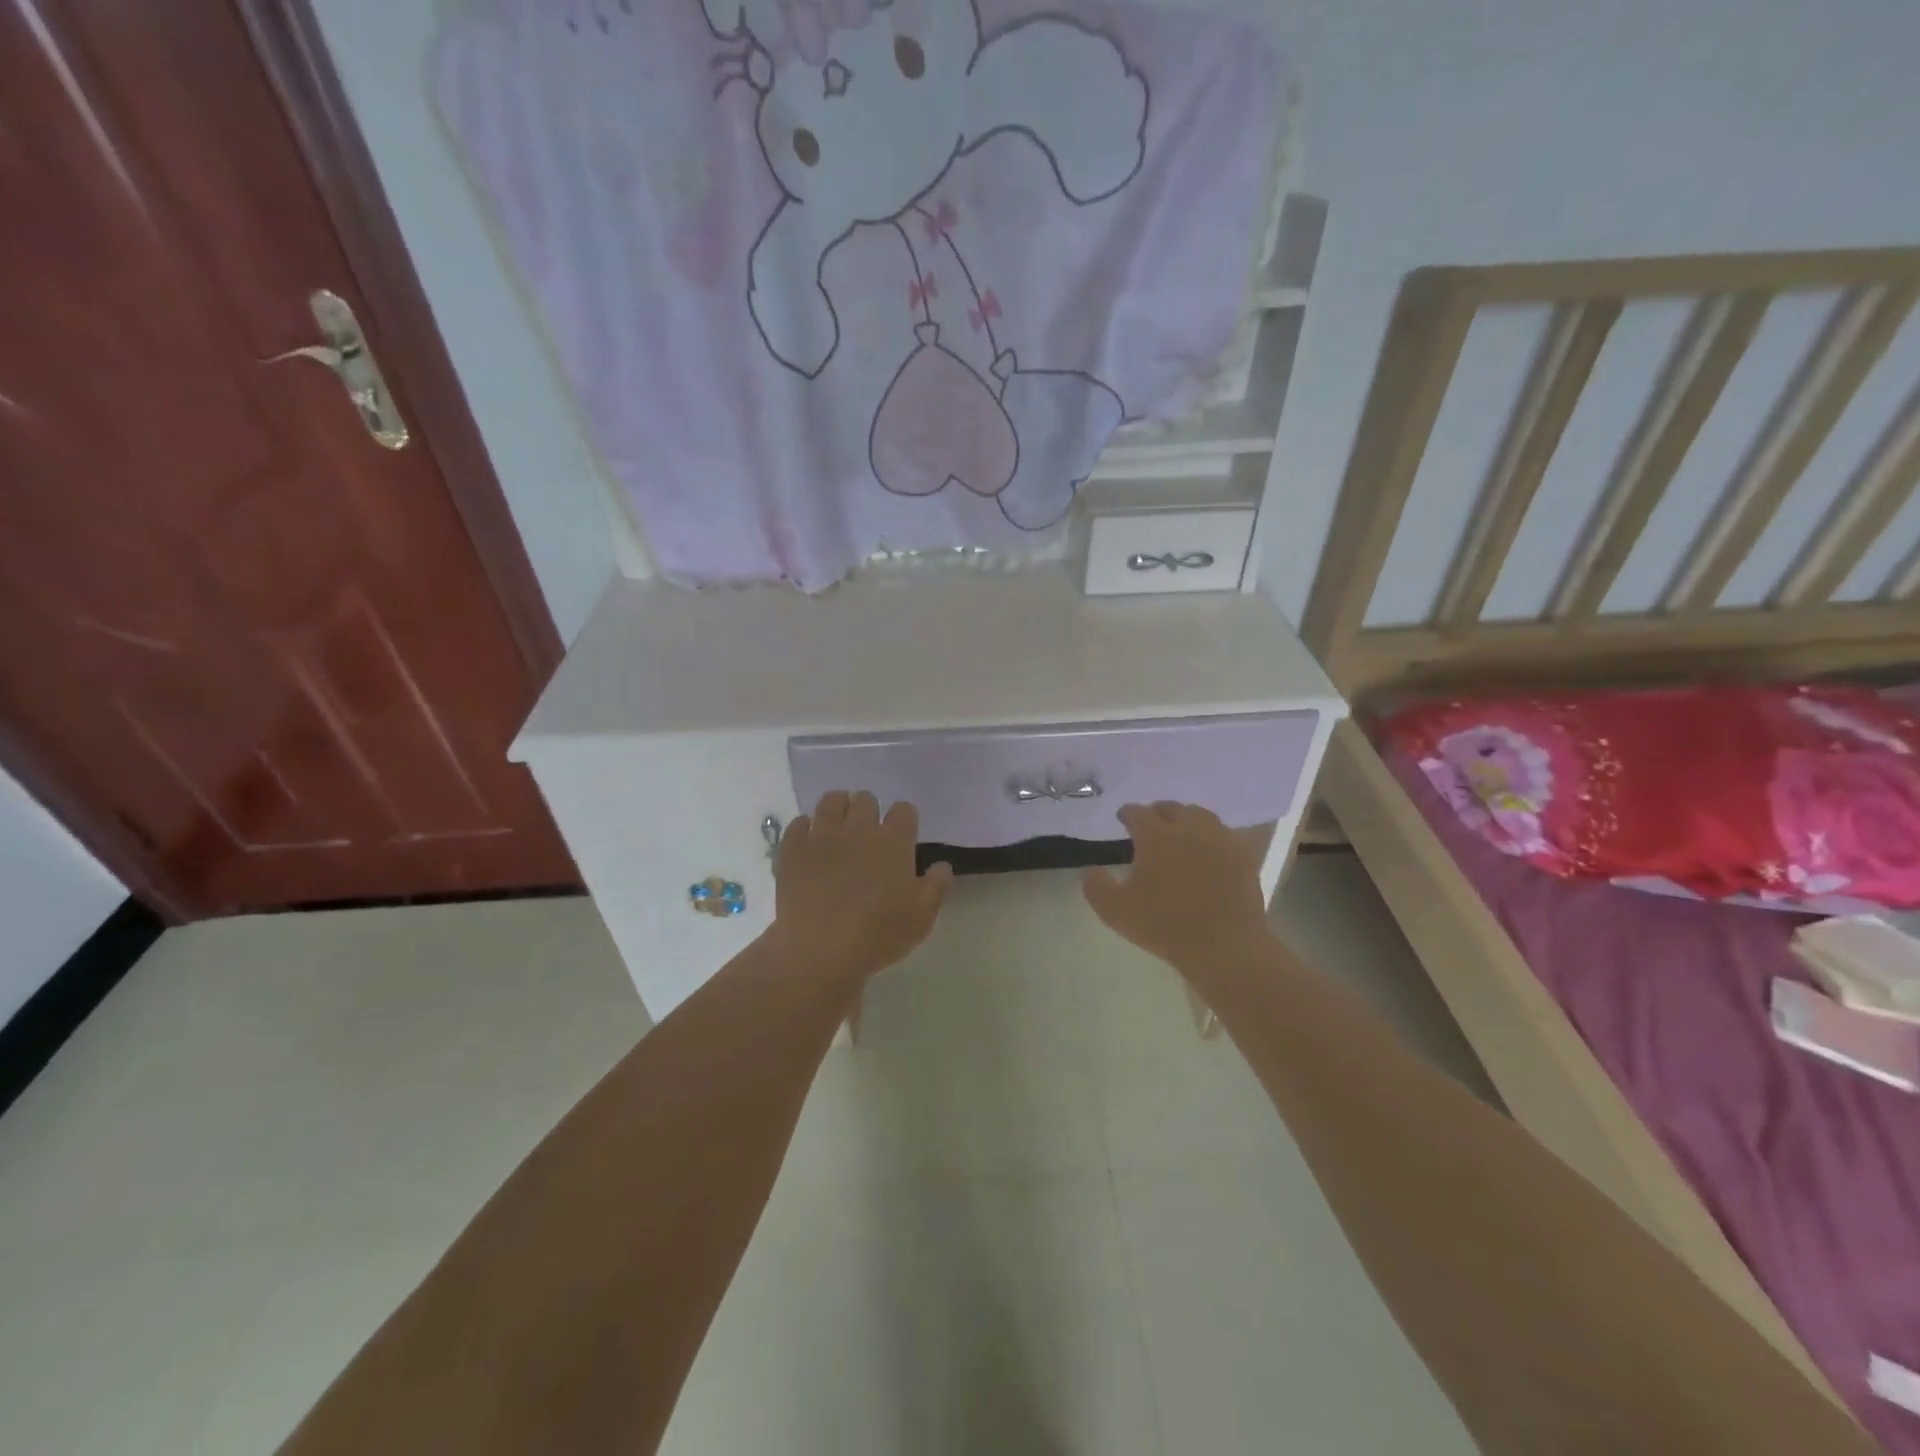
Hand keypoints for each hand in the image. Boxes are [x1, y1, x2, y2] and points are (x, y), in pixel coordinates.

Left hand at [771, 791, 952, 982]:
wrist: (820, 950)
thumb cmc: (878, 936)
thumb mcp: (921, 918)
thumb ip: (936, 886)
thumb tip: (942, 865)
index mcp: (893, 842)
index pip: (904, 810)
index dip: (904, 819)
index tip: (902, 834)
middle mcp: (859, 829)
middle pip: (866, 799)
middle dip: (869, 810)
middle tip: (868, 832)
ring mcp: (823, 836)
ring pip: (831, 801)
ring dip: (838, 808)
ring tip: (838, 826)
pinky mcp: (793, 849)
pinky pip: (799, 822)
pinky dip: (806, 828)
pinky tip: (809, 843)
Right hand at [1083, 803, 1270, 974]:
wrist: (1223, 946)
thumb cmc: (1164, 925)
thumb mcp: (1116, 911)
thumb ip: (1096, 886)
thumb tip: (1089, 870)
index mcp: (1156, 836)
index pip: (1137, 813)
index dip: (1127, 813)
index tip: (1122, 817)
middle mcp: (1189, 828)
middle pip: (1172, 808)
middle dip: (1158, 811)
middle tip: (1151, 822)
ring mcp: (1220, 840)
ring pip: (1201, 816)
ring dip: (1187, 819)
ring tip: (1181, 831)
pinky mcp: (1243, 856)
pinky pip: (1225, 835)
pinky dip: (1212, 836)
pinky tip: (1209, 849)